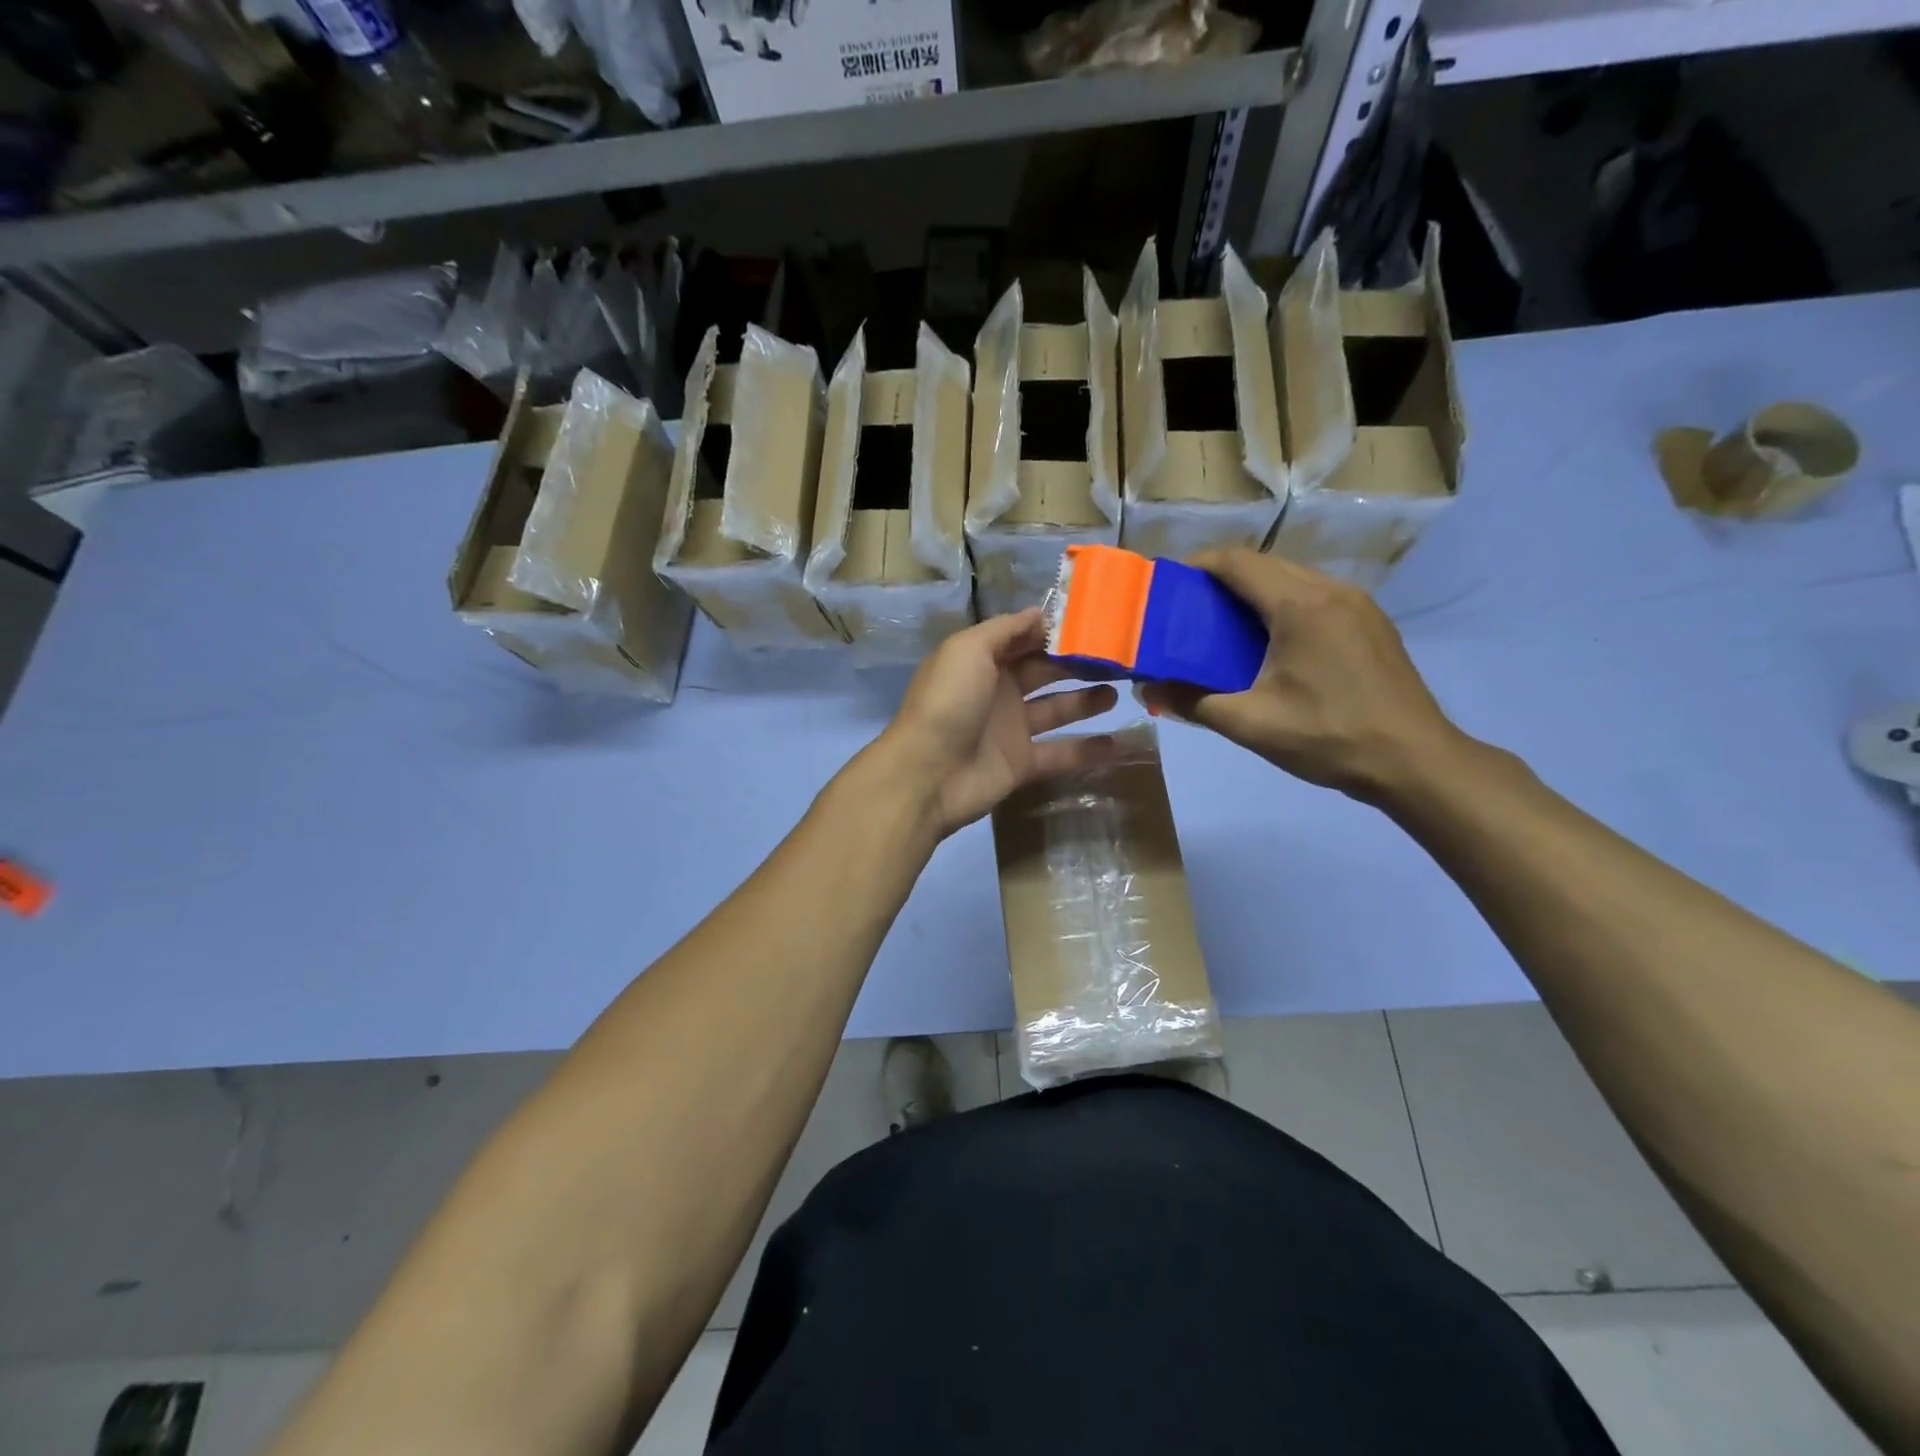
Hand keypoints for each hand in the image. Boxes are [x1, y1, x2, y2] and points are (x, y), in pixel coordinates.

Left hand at [872, 609, 1118, 837]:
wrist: (928, 774)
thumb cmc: (948, 703)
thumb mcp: (969, 650)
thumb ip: (1005, 630)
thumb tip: (1041, 613)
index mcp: (982, 659)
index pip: (1025, 638)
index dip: (1057, 631)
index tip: (1096, 623)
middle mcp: (998, 689)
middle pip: (1045, 670)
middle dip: (1079, 662)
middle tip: (1121, 656)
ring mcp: (1011, 728)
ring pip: (1057, 708)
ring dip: (1088, 700)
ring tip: (1122, 688)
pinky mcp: (1022, 763)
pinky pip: (1061, 753)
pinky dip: (1088, 749)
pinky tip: (1121, 743)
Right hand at [1141, 548, 1467, 804]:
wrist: (1415, 761)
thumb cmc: (1329, 737)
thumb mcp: (1251, 724)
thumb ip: (1193, 702)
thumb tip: (1146, 690)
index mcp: (1300, 605)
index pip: (1238, 562)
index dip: (1197, 566)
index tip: (1166, 586)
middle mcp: (1331, 590)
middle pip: (1264, 565)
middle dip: (1220, 580)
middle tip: (1186, 611)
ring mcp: (1357, 604)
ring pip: (1292, 579)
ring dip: (1252, 593)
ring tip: (1220, 627)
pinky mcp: (1371, 623)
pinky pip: (1315, 597)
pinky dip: (1281, 606)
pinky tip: (1268, 643)